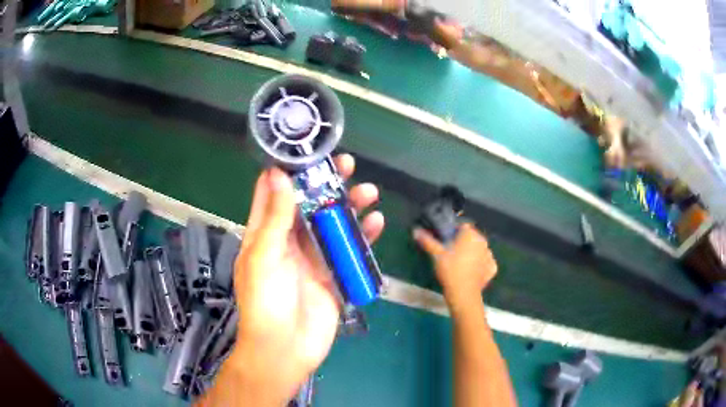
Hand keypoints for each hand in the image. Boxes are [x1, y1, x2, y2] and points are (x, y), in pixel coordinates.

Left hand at [227, 154, 383, 405]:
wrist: (285, 349)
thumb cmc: (265, 302)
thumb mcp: (263, 256)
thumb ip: (274, 217)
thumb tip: (277, 174)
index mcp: (266, 234)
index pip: (275, 195)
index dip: (289, 172)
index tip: (307, 151)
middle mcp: (290, 242)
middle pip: (310, 205)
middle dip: (327, 183)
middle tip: (347, 165)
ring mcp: (314, 258)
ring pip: (334, 224)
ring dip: (350, 206)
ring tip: (369, 191)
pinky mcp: (334, 275)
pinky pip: (350, 250)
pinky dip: (364, 235)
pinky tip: (376, 222)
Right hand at [413, 223, 496, 310]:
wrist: (463, 293)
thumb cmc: (450, 270)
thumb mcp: (436, 255)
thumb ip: (428, 241)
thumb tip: (416, 231)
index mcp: (471, 234)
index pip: (463, 226)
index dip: (454, 232)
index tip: (446, 241)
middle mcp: (483, 242)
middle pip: (472, 238)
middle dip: (463, 242)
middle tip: (451, 253)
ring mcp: (490, 255)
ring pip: (479, 250)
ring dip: (472, 253)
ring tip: (461, 264)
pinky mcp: (492, 268)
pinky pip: (485, 263)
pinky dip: (480, 265)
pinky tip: (471, 272)